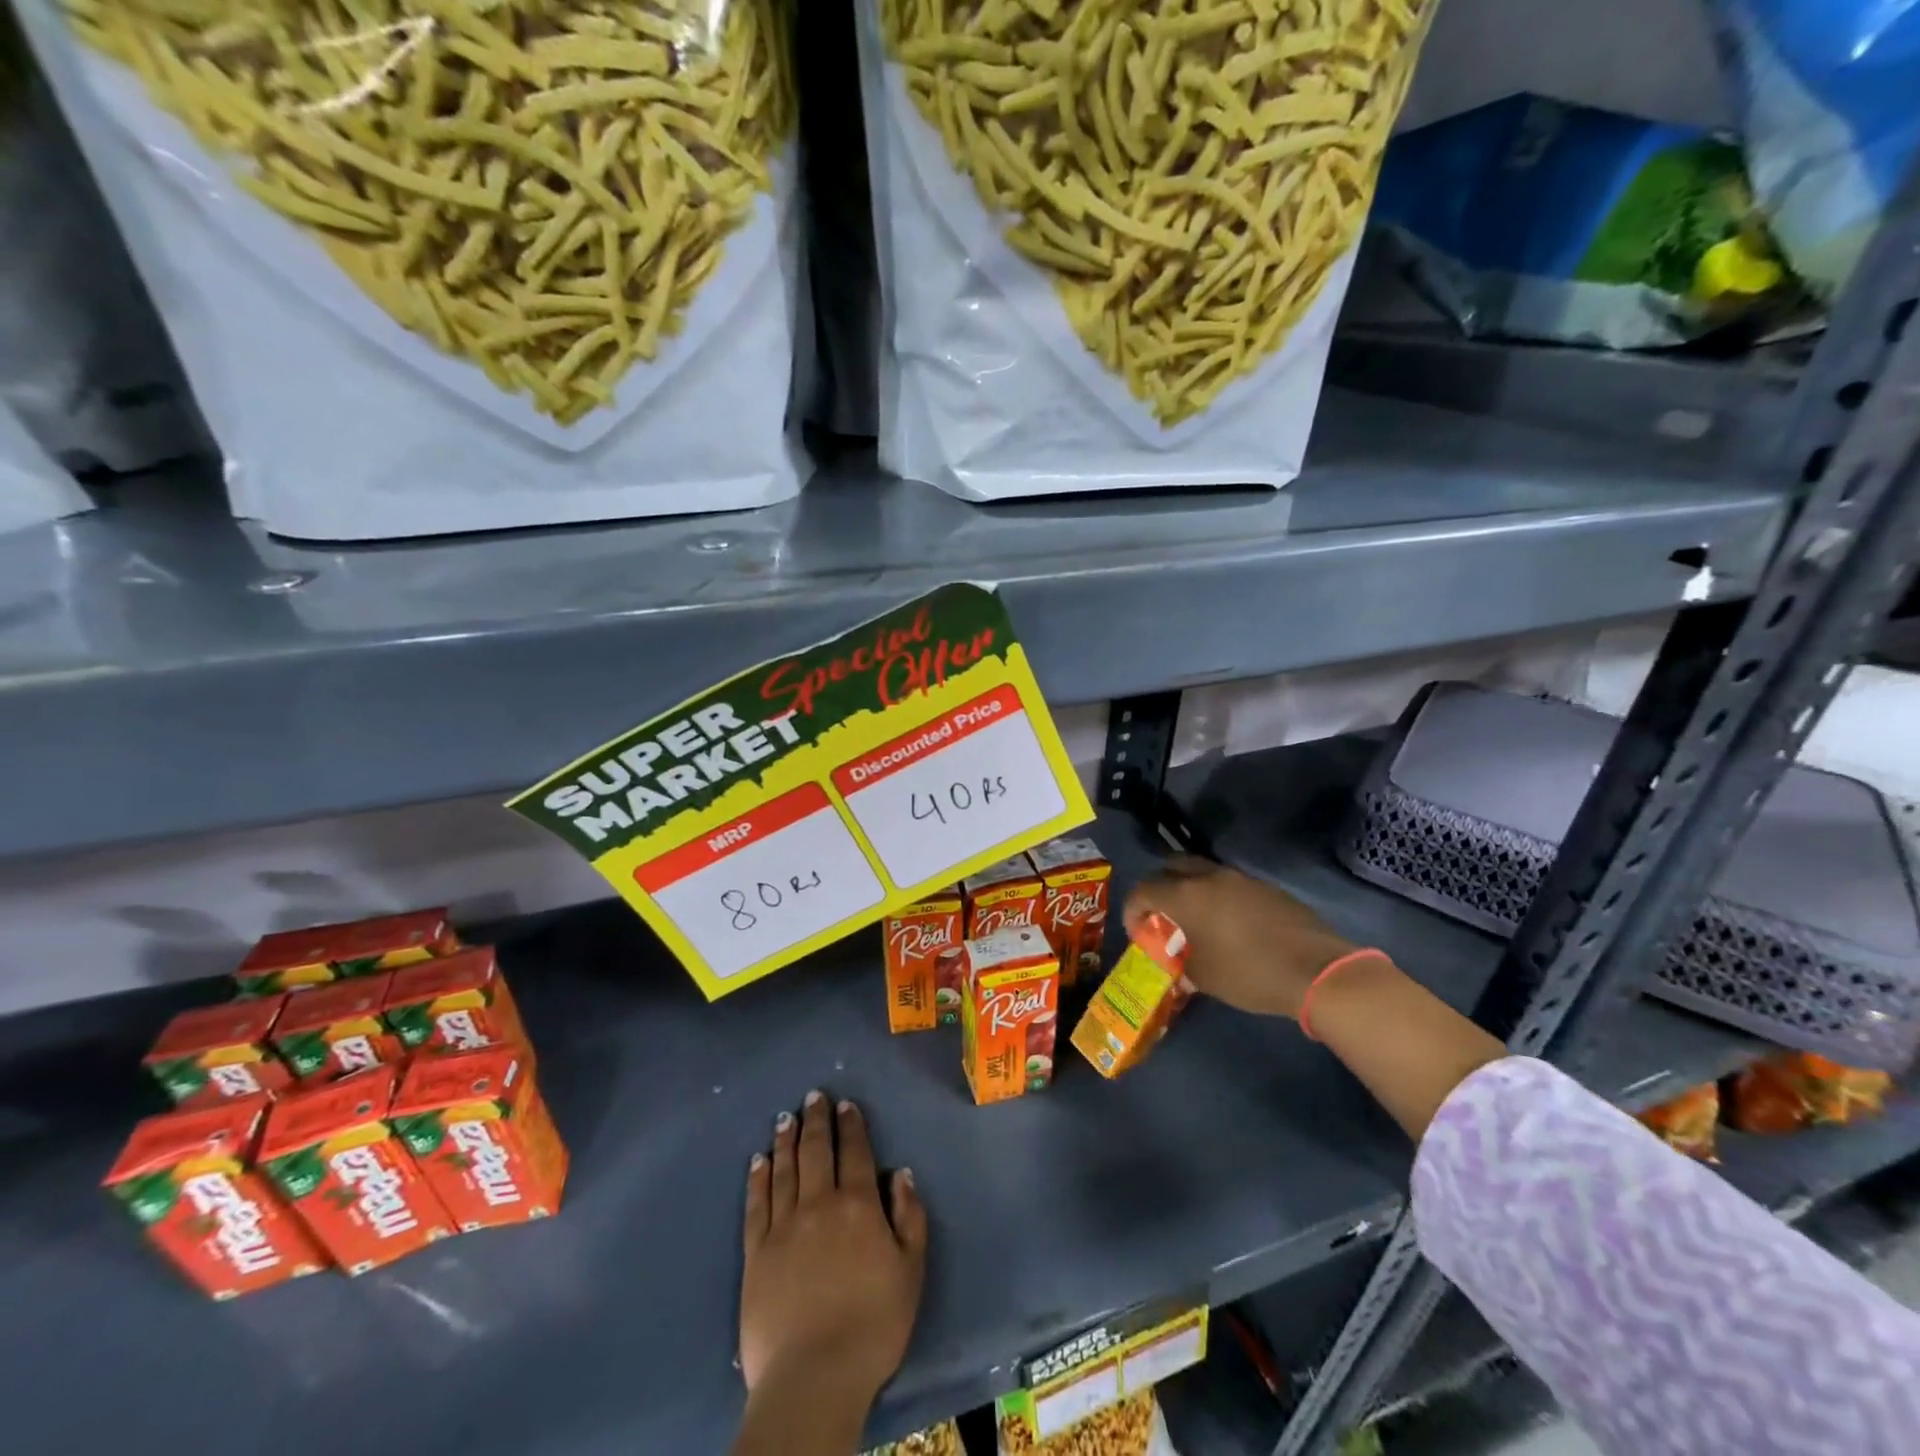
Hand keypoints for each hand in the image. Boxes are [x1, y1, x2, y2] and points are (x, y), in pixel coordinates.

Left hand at [739, 1091, 927, 1406]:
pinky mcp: (756, 1252)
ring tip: (785, 1118)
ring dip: (786, 1140)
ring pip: (785, 1169)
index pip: (855, 1153)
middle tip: (813, 1097)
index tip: (845, 1104)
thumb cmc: (873, 1325)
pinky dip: (758, 1178)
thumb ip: (909, 1218)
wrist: (814, 1376)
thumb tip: (901, 1174)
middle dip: (816, 1120)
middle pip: (817, 1151)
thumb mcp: (910, 1271)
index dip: (851, 1125)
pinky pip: (757, 1204)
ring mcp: (784, 1226)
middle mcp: (819, 1204)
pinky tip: (759, 1161)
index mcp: (858, 1206)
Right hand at [1124, 856, 1355, 1019]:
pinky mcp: (1267, 888)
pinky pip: (1230, 885)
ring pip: (1203, 873)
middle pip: (1171, 868)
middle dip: (1160, 889)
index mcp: (1187, 895)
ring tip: (1197, 922)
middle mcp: (1210, 877)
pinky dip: (1219, 898)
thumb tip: (1177, 960)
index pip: (1143, 891)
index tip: (1138, 934)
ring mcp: (1241, 879)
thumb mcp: (1204, 977)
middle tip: (1164, 917)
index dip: (1133, 911)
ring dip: (1191, 891)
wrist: (1317, 970)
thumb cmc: (1249, 974)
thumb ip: (1181, 962)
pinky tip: (1230, 927)